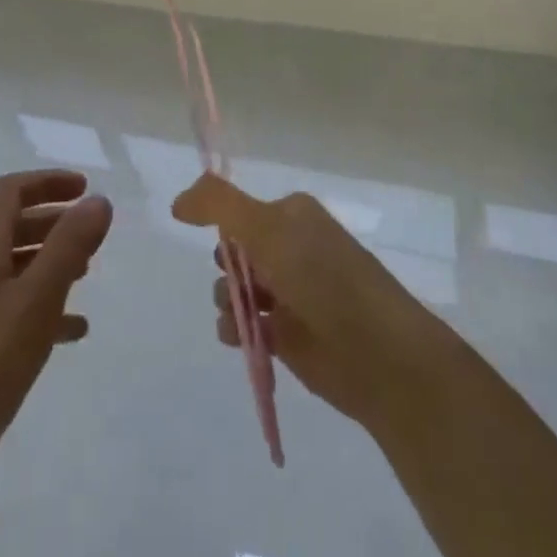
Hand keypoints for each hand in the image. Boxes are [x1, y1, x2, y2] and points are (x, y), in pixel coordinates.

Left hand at [0, 170, 111, 531]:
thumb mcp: (36, 300)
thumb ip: (69, 246)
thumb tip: (97, 200)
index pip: (10, 191)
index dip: (47, 182)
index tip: (84, 188)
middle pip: (11, 225)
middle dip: (52, 219)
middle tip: (90, 229)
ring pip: (14, 267)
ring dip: (49, 260)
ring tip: (87, 272)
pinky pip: (13, 309)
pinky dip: (44, 307)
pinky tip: (73, 330)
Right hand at [172, 173, 450, 434]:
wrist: (379, 355)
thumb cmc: (324, 279)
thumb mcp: (267, 229)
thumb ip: (219, 204)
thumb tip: (178, 201)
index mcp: (291, 214)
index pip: (238, 208)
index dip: (219, 222)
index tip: (200, 233)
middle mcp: (290, 247)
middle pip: (233, 248)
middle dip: (224, 264)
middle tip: (236, 278)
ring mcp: (289, 292)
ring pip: (234, 287)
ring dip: (226, 298)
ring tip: (240, 315)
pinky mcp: (287, 335)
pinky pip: (244, 324)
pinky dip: (235, 329)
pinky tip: (240, 337)